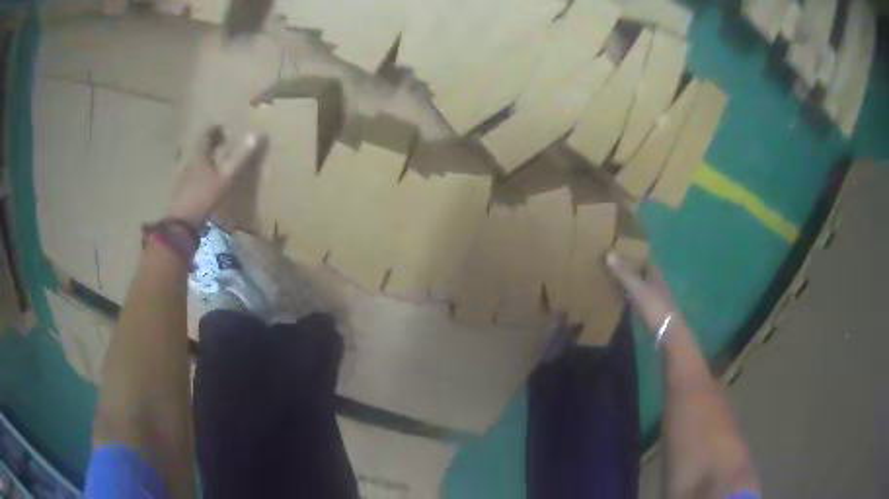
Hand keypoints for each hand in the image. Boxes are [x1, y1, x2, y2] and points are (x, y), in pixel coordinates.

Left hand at [167, 126, 265, 225]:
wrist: (182, 224)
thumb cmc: (204, 196)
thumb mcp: (225, 177)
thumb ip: (239, 157)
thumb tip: (255, 135)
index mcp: (199, 156)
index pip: (206, 135)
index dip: (214, 129)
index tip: (222, 125)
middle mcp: (190, 162)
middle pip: (200, 147)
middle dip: (210, 142)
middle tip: (221, 141)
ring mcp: (184, 178)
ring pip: (195, 161)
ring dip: (205, 158)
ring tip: (215, 160)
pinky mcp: (182, 191)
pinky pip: (192, 175)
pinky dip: (200, 172)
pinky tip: (205, 181)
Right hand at [606, 252, 677, 333]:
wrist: (667, 331)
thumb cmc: (654, 306)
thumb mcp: (637, 289)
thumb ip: (624, 273)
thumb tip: (609, 253)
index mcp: (655, 273)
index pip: (645, 256)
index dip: (634, 251)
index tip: (620, 247)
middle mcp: (657, 281)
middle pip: (643, 269)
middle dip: (631, 265)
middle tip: (613, 262)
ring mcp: (656, 296)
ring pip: (642, 283)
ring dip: (631, 280)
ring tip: (614, 277)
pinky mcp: (652, 309)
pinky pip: (640, 296)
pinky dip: (632, 293)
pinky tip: (623, 296)